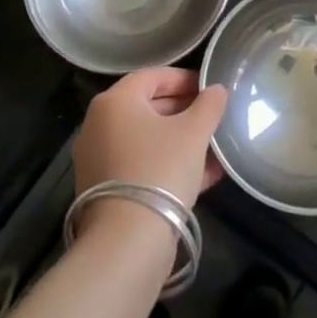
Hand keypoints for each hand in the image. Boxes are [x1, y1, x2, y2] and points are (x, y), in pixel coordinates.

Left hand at [73, 68, 228, 213]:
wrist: (127, 241)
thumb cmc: (160, 169)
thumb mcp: (194, 132)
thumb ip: (209, 105)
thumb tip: (217, 90)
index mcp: (116, 101)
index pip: (154, 76)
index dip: (186, 79)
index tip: (212, 89)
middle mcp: (100, 124)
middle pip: (148, 107)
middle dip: (185, 111)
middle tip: (214, 118)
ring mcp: (99, 158)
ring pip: (147, 139)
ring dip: (181, 140)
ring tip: (214, 147)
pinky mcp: (104, 189)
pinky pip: (142, 165)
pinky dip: (168, 164)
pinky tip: (203, 175)